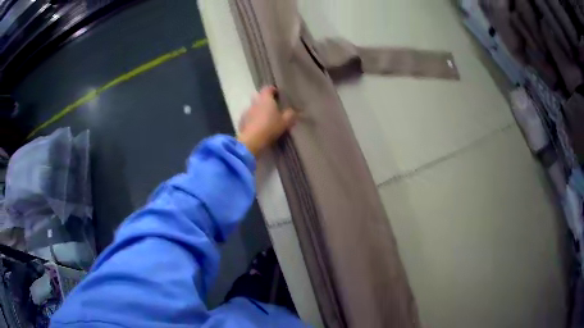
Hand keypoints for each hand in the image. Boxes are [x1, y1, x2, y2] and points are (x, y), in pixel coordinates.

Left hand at [238, 86, 295, 156]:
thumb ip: (290, 114)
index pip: (268, 88)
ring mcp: (246, 111)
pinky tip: (256, 127)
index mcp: (265, 99)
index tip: (277, 94)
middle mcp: (255, 102)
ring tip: (264, 119)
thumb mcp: (285, 122)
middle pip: (259, 97)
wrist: (252, 140)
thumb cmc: (270, 127)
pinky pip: (248, 117)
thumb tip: (292, 111)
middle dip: (265, 100)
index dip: (273, 90)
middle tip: (272, 107)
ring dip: (258, 110)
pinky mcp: (241, 121)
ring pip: (253, 107)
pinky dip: (252, 120)